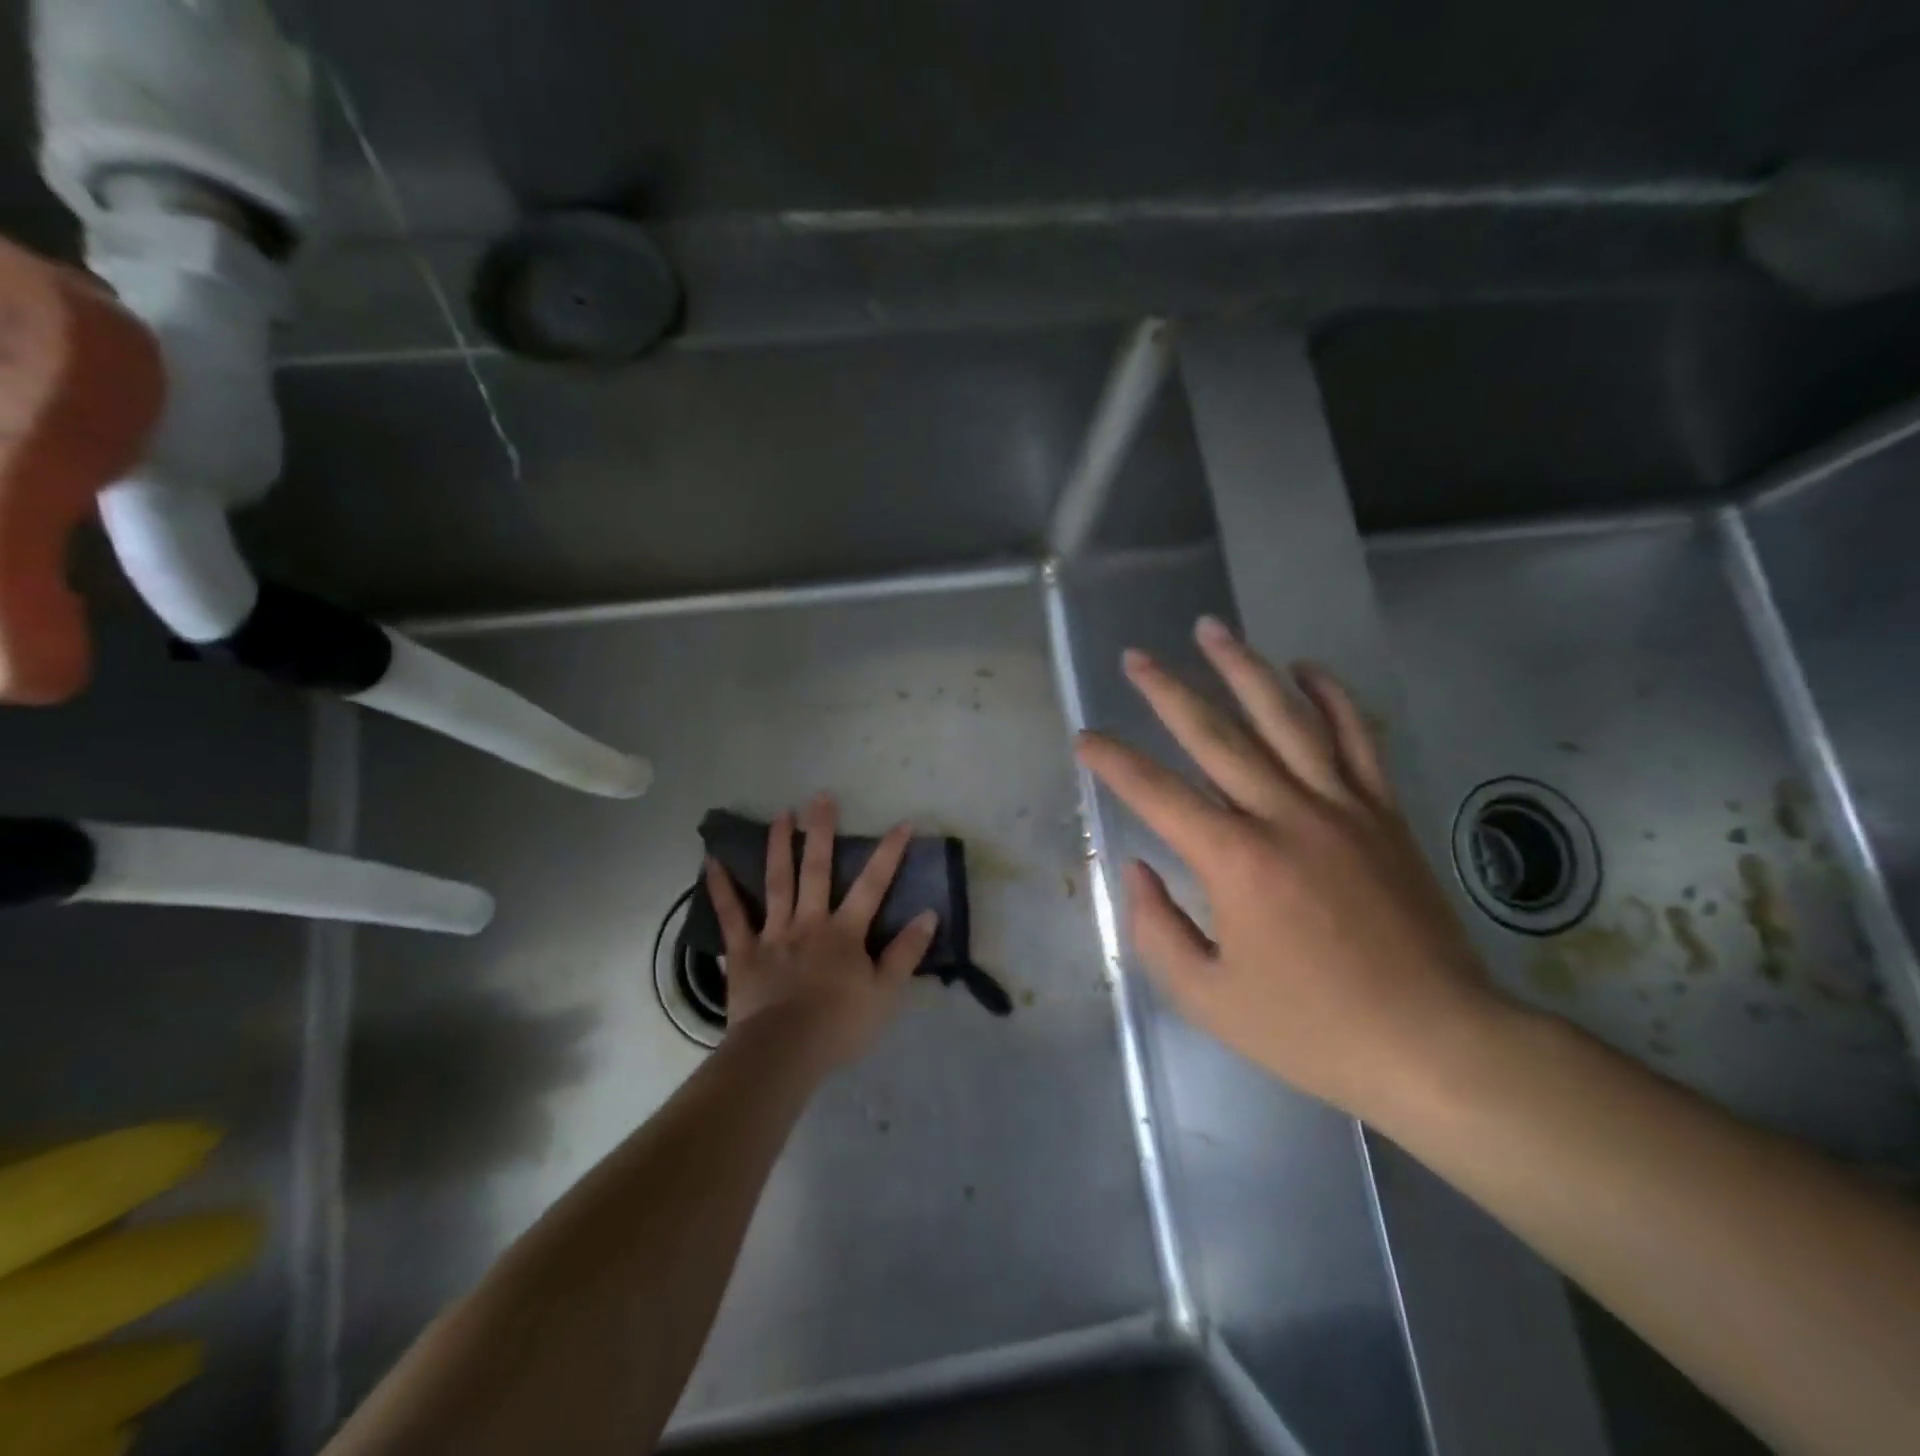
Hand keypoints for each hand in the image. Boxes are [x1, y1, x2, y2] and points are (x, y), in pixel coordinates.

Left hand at [704, 794, 936, 1071]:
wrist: (783, 1053)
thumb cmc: (839, 1025)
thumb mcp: (885, 993)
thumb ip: (906, 953)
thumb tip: (929, 915)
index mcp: (845, 932)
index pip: (873, 885)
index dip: (889, 853)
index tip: (902, 822)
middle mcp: (809, 922)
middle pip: (816, 869)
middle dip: (822, 831)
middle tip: (821, 797)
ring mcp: (773, 934)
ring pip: (776, 882)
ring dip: (778, 846)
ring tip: (780, 814)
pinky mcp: (743, 952)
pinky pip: (731, 916)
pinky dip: (720, 889)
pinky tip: (711, 862)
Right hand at [1075, 616, 1508, 1123]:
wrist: (1437, 1044)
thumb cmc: (1312, 1028)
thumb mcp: (1208, 998)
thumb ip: (1157, 930)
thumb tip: (1138, 871)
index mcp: (1234, 861)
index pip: (1156, 793)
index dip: (1113, 761)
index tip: (1086, 738)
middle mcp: (1284, 815)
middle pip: (1215, 735)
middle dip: (1167, 691)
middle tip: (1137, 656)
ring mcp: (1341, 807)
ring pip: (1285, 717)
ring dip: (1243, 668)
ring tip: (1211, 629)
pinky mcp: (1384, 813)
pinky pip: (1357, 739)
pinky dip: (1331, 697)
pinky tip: (1306, 669)